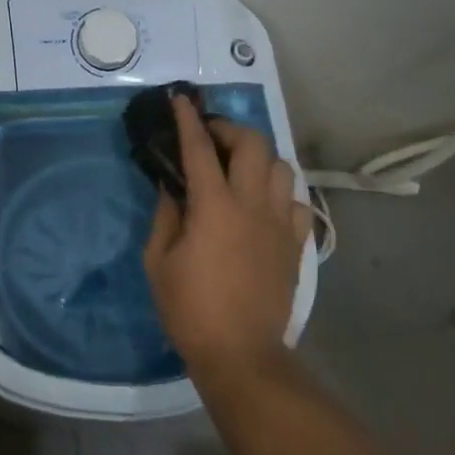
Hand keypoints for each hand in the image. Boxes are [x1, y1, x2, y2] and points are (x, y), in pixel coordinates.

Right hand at [143, 95, 312, 380]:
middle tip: (210, 139)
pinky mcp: (296, 243)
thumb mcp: (159, 261)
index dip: (188, 119)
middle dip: (230, 129)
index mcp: (214, 206)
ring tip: (238, 168)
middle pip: (252, 144)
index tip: (181, 100)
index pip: (199, 148)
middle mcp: (251, 204)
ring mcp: (279, 223)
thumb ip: (166, 215)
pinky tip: (262, 204)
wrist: (242, 354)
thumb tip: (172, 185)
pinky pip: (295, 201)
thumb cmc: (190, 309)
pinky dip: (278, 192)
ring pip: (280, 166)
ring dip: (257, 158)